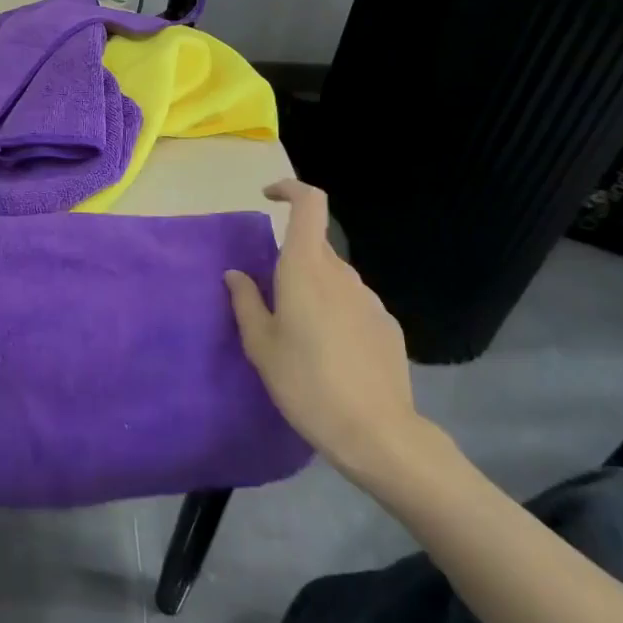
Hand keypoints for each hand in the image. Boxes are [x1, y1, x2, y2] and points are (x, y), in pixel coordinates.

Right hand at [225, 180, 441, 485]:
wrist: (376, 433)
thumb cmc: (306, 384)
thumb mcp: (261, 346)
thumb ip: (246, 302)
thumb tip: (236, 274)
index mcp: (305, 269)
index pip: (309, 204)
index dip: (290, 189)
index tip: (269, 199)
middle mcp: (340, 274)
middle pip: (315, 247)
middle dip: (292, 261)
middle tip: (273, 305)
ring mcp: (369, 298)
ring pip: (334, 278)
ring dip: (314, 291)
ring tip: (302, 338)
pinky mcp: (387, 324)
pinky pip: (353, 304)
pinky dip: (337, 314)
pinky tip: (332, 355)